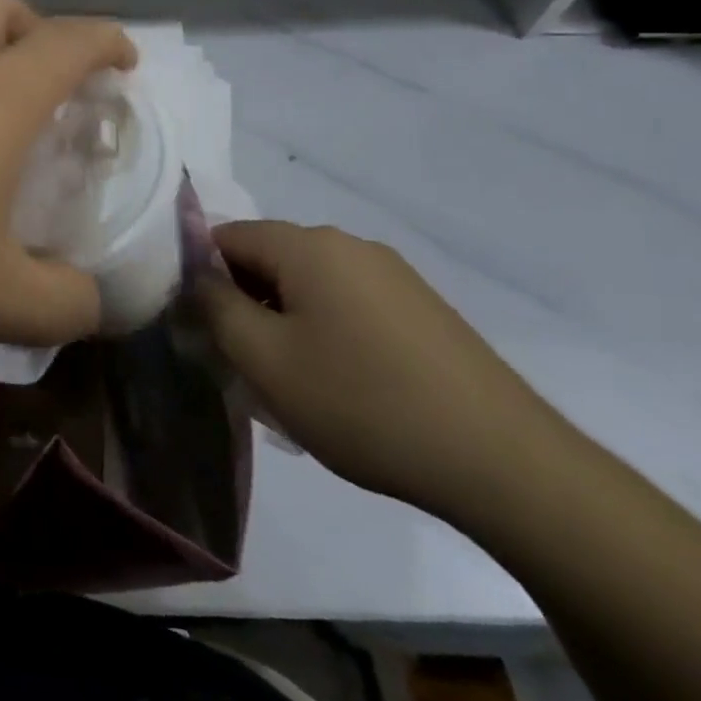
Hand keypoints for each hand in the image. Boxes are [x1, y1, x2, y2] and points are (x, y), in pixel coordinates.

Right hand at [197, 221, 562, 519]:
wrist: (504, 463)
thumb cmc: (363, 403)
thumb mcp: (264, 360)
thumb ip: (215, 307)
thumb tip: (197, 277)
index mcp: (309, 246)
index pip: (226, 236)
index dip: (201, 277)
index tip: (202, 328)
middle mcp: (350, 245)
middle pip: (268, 258)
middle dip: (244, 302)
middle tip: (243, 363)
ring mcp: (393, 275)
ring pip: (308, 284)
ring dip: (284, 321)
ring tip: (293, 382)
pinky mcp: (422, 308)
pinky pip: (349, 303)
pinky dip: (326, 331)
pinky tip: (342, 385)